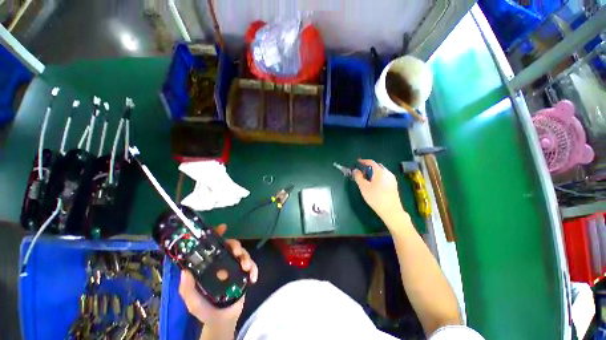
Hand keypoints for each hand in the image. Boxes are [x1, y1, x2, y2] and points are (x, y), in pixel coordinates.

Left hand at [178, 224, 257, 326]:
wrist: (222, 320)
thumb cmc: (204, 309)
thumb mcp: (192, 301)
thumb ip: (187, 289)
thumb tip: (184, 271)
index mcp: (210, 265)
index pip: (213, 246)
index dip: (217, 235)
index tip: (223, 227)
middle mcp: (223, 262)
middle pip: (231, 246)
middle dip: (236, 246)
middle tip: (237, 253)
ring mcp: (234, 267)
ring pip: (243, 254)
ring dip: (247, 257)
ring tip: (247, 268)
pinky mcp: (244, 274)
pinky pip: (252, 266)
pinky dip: (254, 269)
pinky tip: (253, 279)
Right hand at [353, 159, 405, 221]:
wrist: (391, 211)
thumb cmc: (376, 198)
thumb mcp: (364, 187)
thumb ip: (358, 177)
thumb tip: (355, 170)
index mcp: (381, 172)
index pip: (371, 162)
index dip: (364, 161)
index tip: (357, 162)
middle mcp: (388, 173)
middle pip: (377, 166)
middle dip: (369, 167)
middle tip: (361, 172)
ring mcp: (392, 179)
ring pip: (381, 171)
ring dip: (374, 172)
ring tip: (367, 179)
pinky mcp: (394, 185)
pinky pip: (384, 176)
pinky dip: (378, 176)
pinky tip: (374, 184)